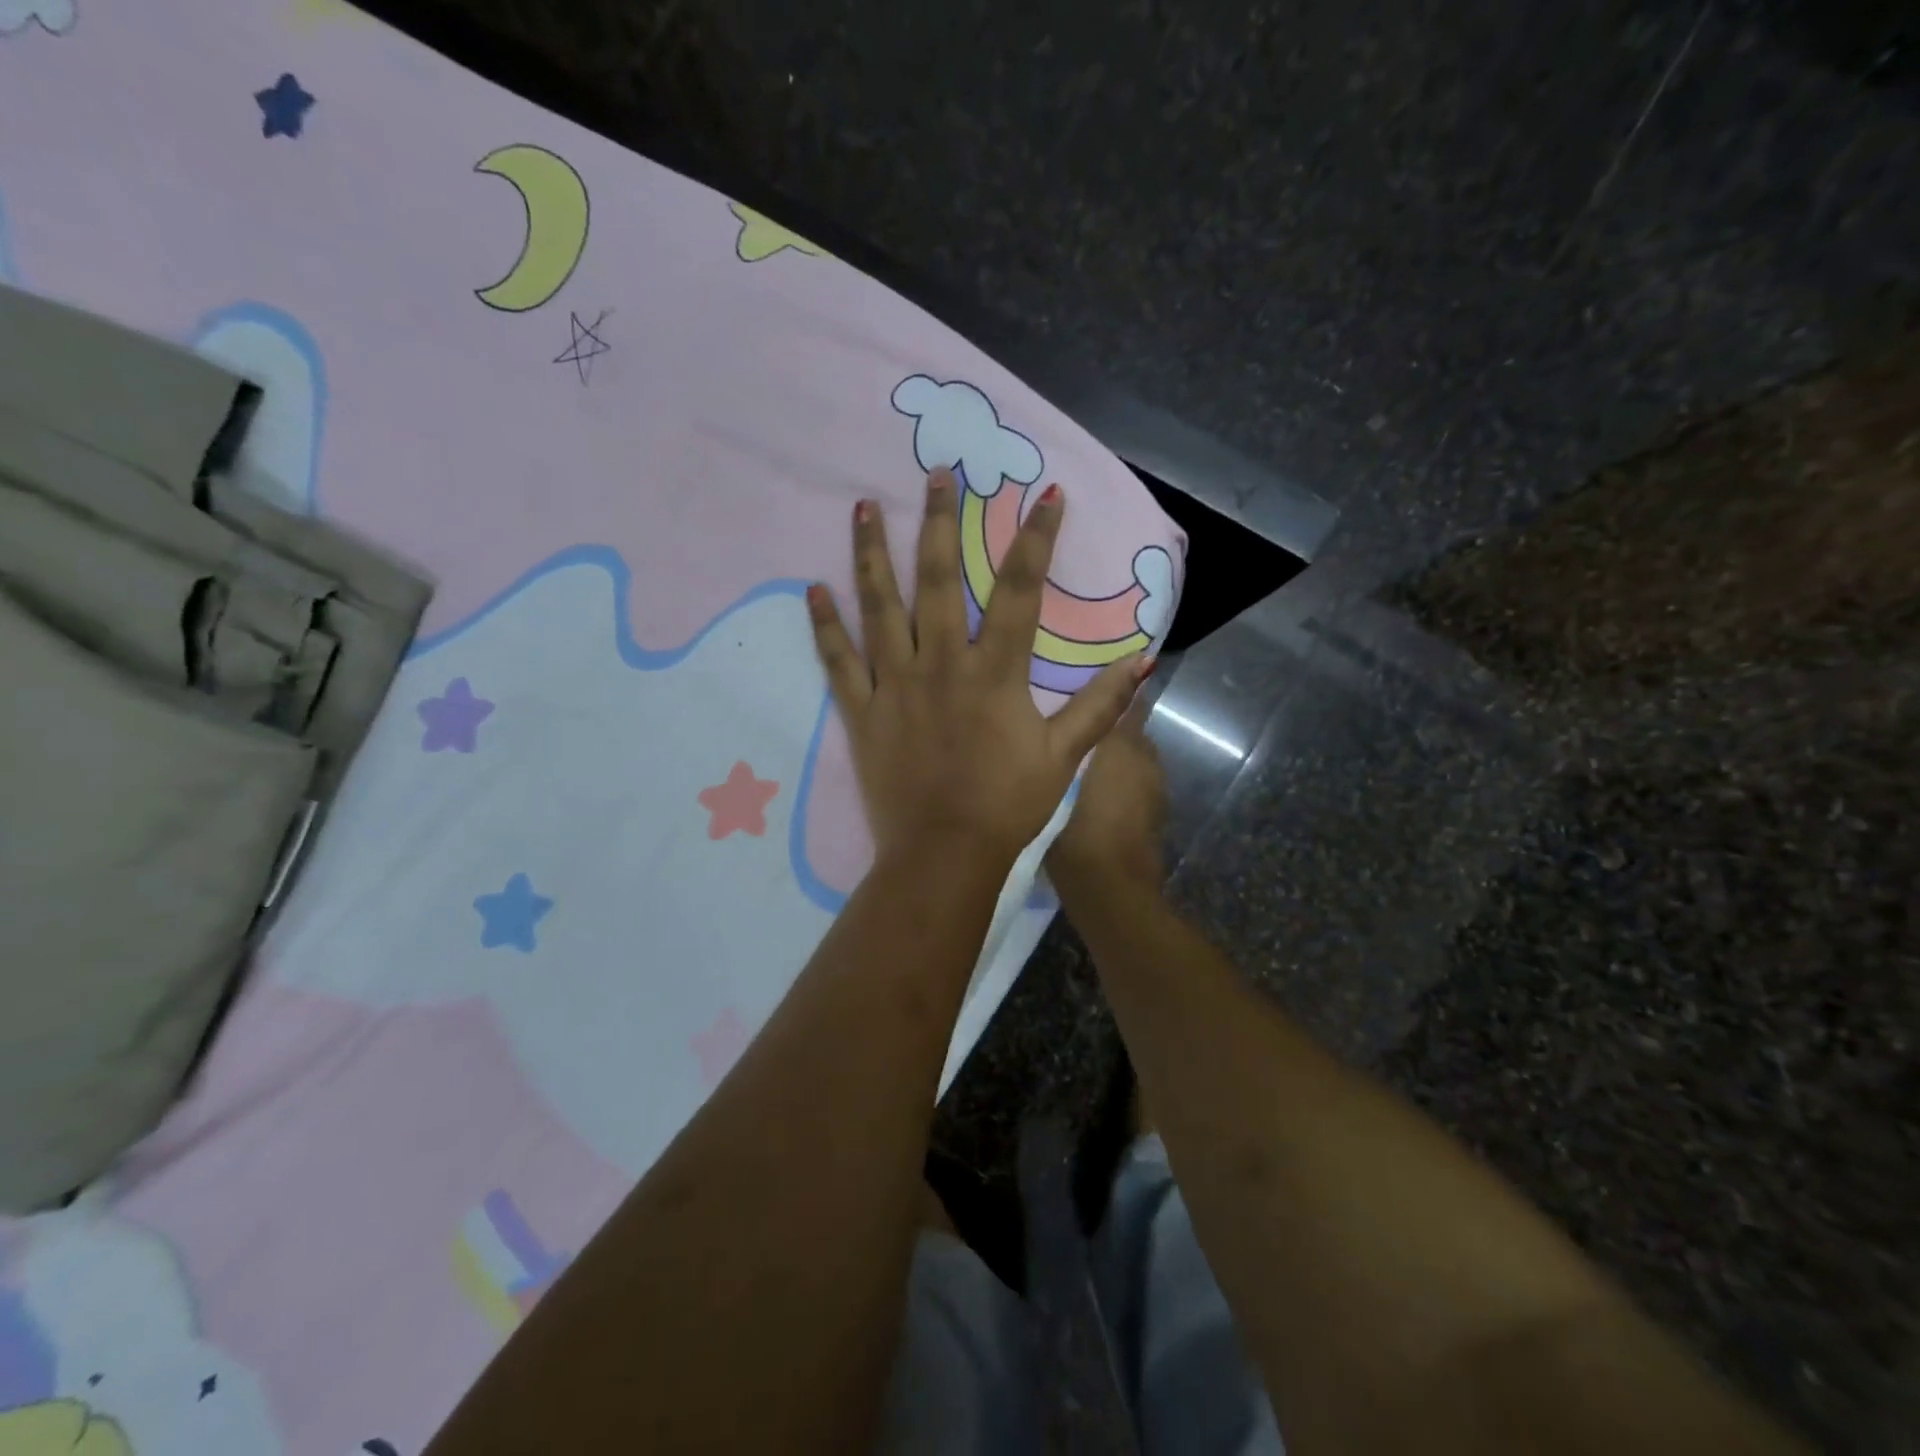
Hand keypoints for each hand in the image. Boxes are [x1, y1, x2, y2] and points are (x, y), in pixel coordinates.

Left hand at [807, 467, 1152, 872]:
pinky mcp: (862, 711)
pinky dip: (825, 625)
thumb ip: (1100, 706)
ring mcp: (896, 685)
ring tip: (862, 506)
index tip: (1046, 495)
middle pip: (939, 580)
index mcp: (994, 674)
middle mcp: (941, 665)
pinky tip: (813, 589)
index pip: (1021, 592)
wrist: (944, 855)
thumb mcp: (1064, 757)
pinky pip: (839, 661)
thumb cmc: (1007, 806)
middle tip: (936, 472)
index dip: (1036, 540)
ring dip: (872, 554)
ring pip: (880, 607)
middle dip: (939, 521)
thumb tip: (1141, 660)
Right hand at [1047, 695, 1168, 895]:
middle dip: (1103, 728)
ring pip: (1130, 760)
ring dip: (1111, 759)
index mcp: (1123, 741)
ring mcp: (1155, 787)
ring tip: (1076, 766)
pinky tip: (1091, 798)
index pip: (1124, 701)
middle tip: (1068, 732)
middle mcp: (1145, 756)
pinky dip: (1118, 784)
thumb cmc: (1077, 829)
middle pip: (1126, 730)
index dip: (1107, 692)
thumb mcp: (1057, 780)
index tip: (1080, 688)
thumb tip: (1066, 721)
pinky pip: (1133, 785)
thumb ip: (1066, 744)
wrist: (1112, 888)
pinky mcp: (1155, 813)